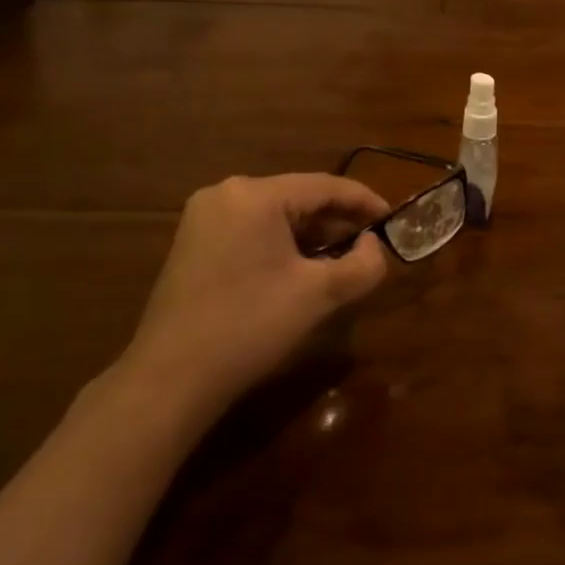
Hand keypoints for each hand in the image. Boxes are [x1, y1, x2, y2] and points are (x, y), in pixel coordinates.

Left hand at [118, 174, 389, 420]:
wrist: (171, 378)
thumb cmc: (250, 325)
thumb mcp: (319, 294)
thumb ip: (362, 264)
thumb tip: (374, 246)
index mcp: (255, 195)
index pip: (325, 186)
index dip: (364, 201)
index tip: (393, 219)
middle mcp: (226, 194)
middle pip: (298, 197)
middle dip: (337, 221)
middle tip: (370, 244)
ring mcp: (203, 219)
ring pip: (275, 216)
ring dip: (311, 235)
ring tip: (340, 259)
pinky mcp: (192, 244)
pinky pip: (251, 231)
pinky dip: (282, 244)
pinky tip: (299, 270)